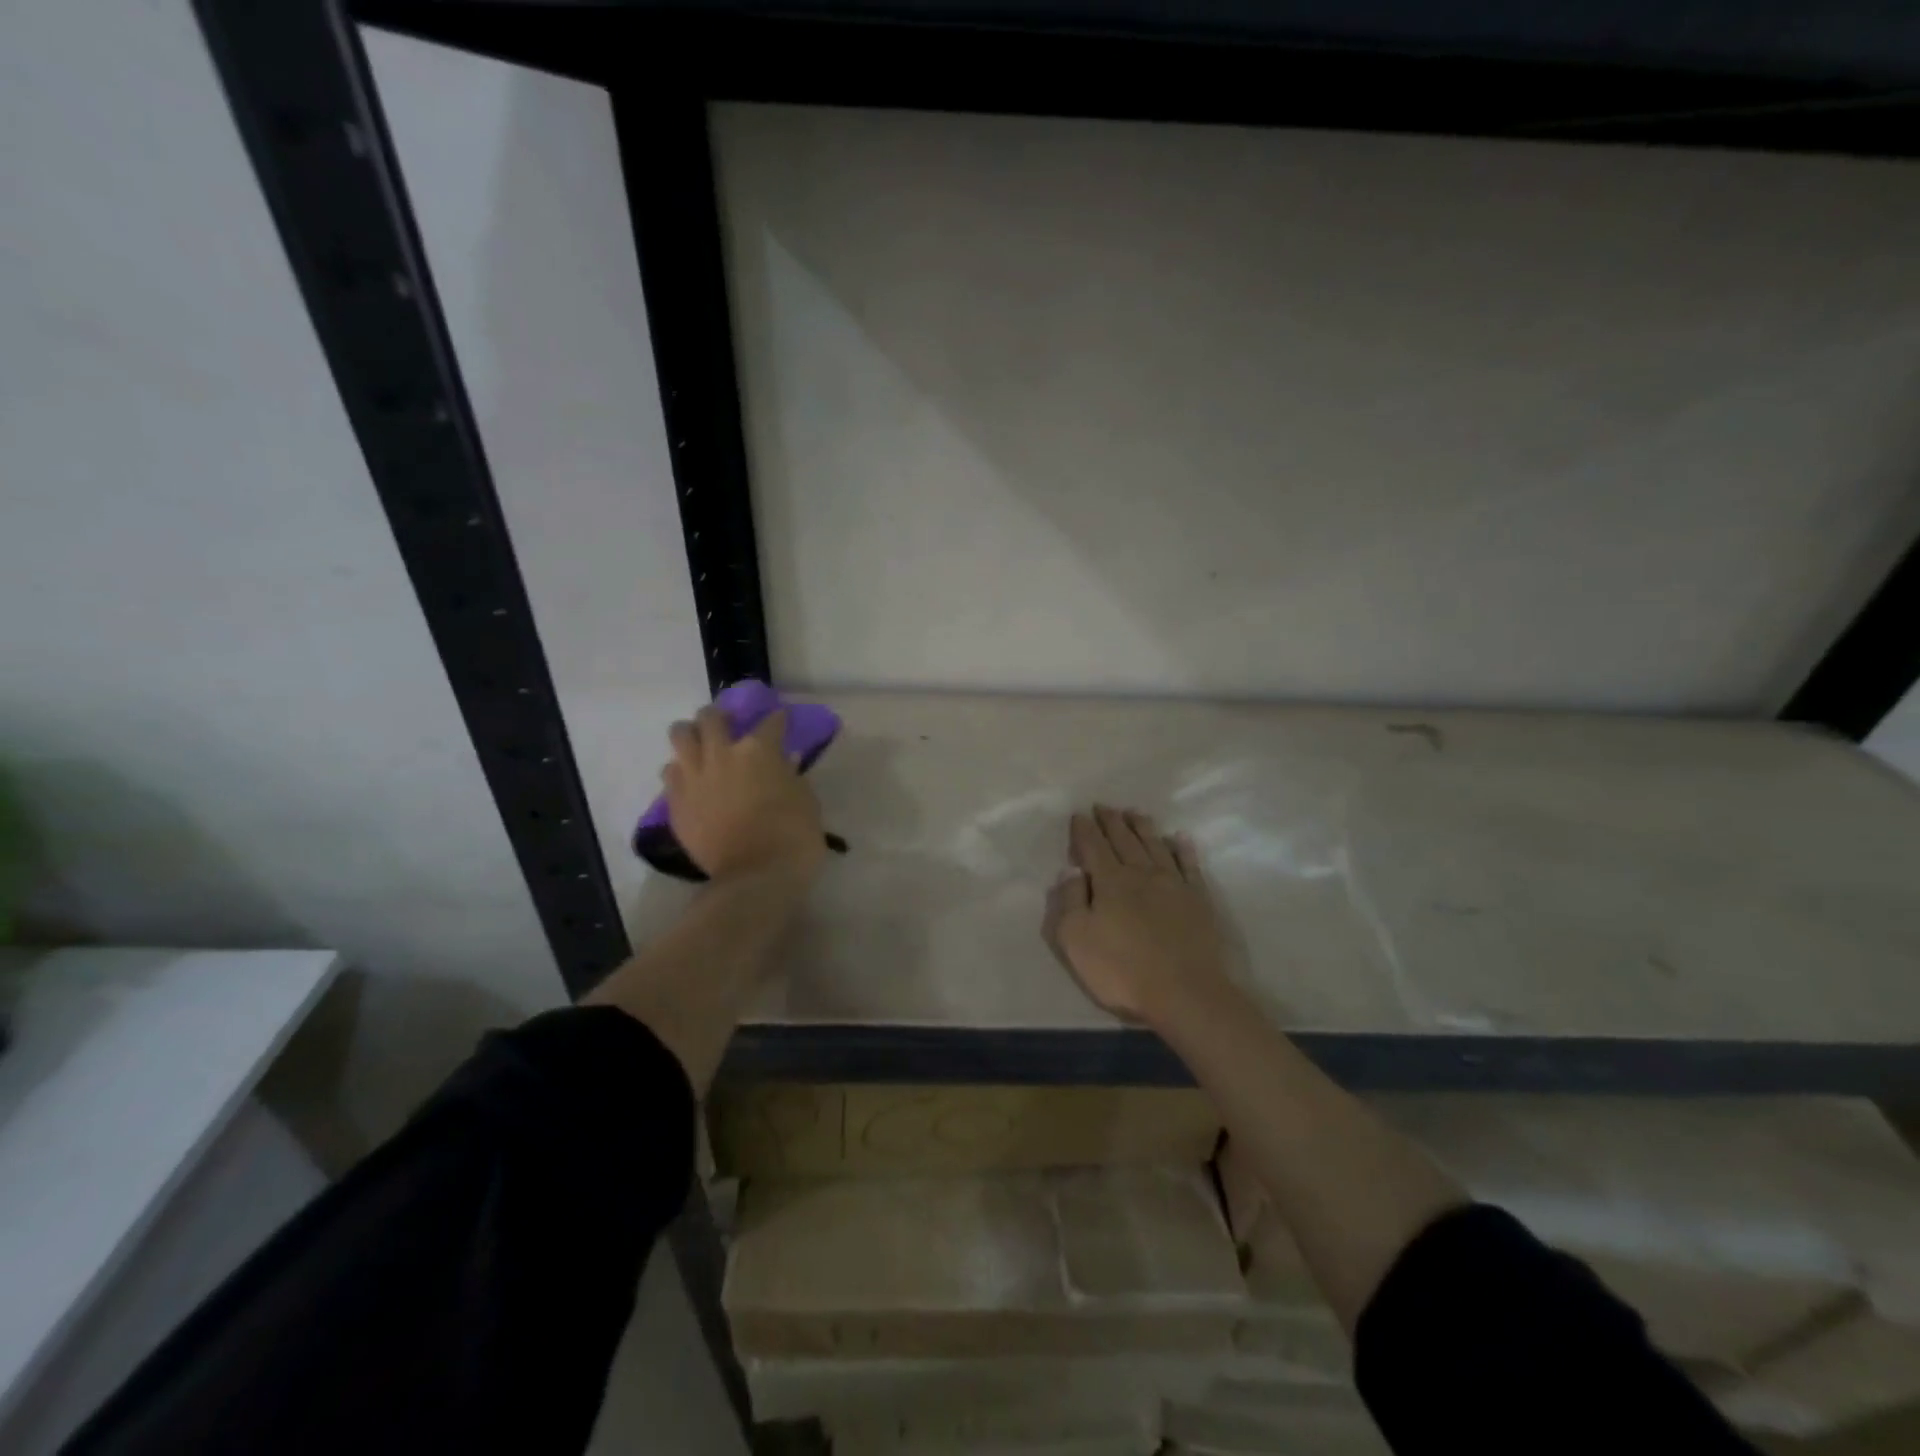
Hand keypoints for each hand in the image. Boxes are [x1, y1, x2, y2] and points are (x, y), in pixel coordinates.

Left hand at [663, 706, 825, 881]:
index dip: (778, 719)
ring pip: (680, 735)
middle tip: (728, 727)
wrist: (756, 877)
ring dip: (691, 735)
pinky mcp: (676, 802)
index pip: (770, 721)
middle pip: (711, 717)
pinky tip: (691, 780)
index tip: (781, 721)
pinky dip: (680, 770)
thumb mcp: (806, 800)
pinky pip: (669, 772)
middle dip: (721, 716)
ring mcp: (694, 777)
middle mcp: (721, 754)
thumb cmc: (794, 837)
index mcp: (759, 750)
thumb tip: (784, 762)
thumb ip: (791, 775)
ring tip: (700, 746)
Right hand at [1042, 805, 1228, 1025]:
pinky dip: (1183, 848)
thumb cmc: (1121, 970)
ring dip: (1142, 827)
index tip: (1079, 814)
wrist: (1185, 993)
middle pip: (1124, 840)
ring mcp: (1174, 884)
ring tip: (1134, 812)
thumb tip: (1071, 870)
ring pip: (1155, 845)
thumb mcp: (1076, 940)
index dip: (1084, 830)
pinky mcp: (1199, 899)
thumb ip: (1069, 901)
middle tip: (1104, 806)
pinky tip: (1179, 838)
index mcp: (1110, 881)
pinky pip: (1189, 864)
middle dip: (1111, 821)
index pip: (1093, 847)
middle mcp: (1141, 873)